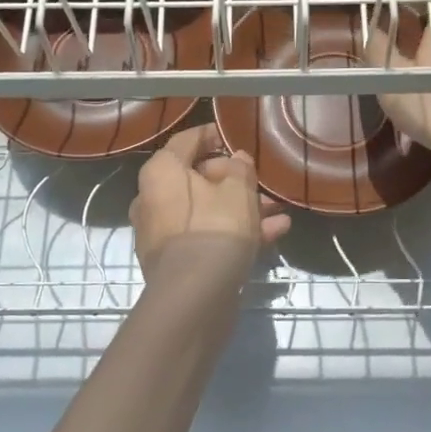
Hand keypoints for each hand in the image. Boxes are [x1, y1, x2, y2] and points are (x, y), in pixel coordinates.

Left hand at [132, 123, 291, 283]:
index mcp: (161, 172)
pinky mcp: (174, 261)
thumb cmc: (215, 228)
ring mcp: (162, 232)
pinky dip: (234, 232)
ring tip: (277, 212)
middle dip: (235, 181)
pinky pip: (206, 235)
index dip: (212, 135)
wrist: (195, 296)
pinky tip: (273, 233)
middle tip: (262, 184)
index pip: (186, 141)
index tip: (233, 136)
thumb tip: (236, 160)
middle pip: (197, 178)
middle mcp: (152, 198)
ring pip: (207, 210)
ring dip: (242, 209)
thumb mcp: (239, 190)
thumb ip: (240, 169)